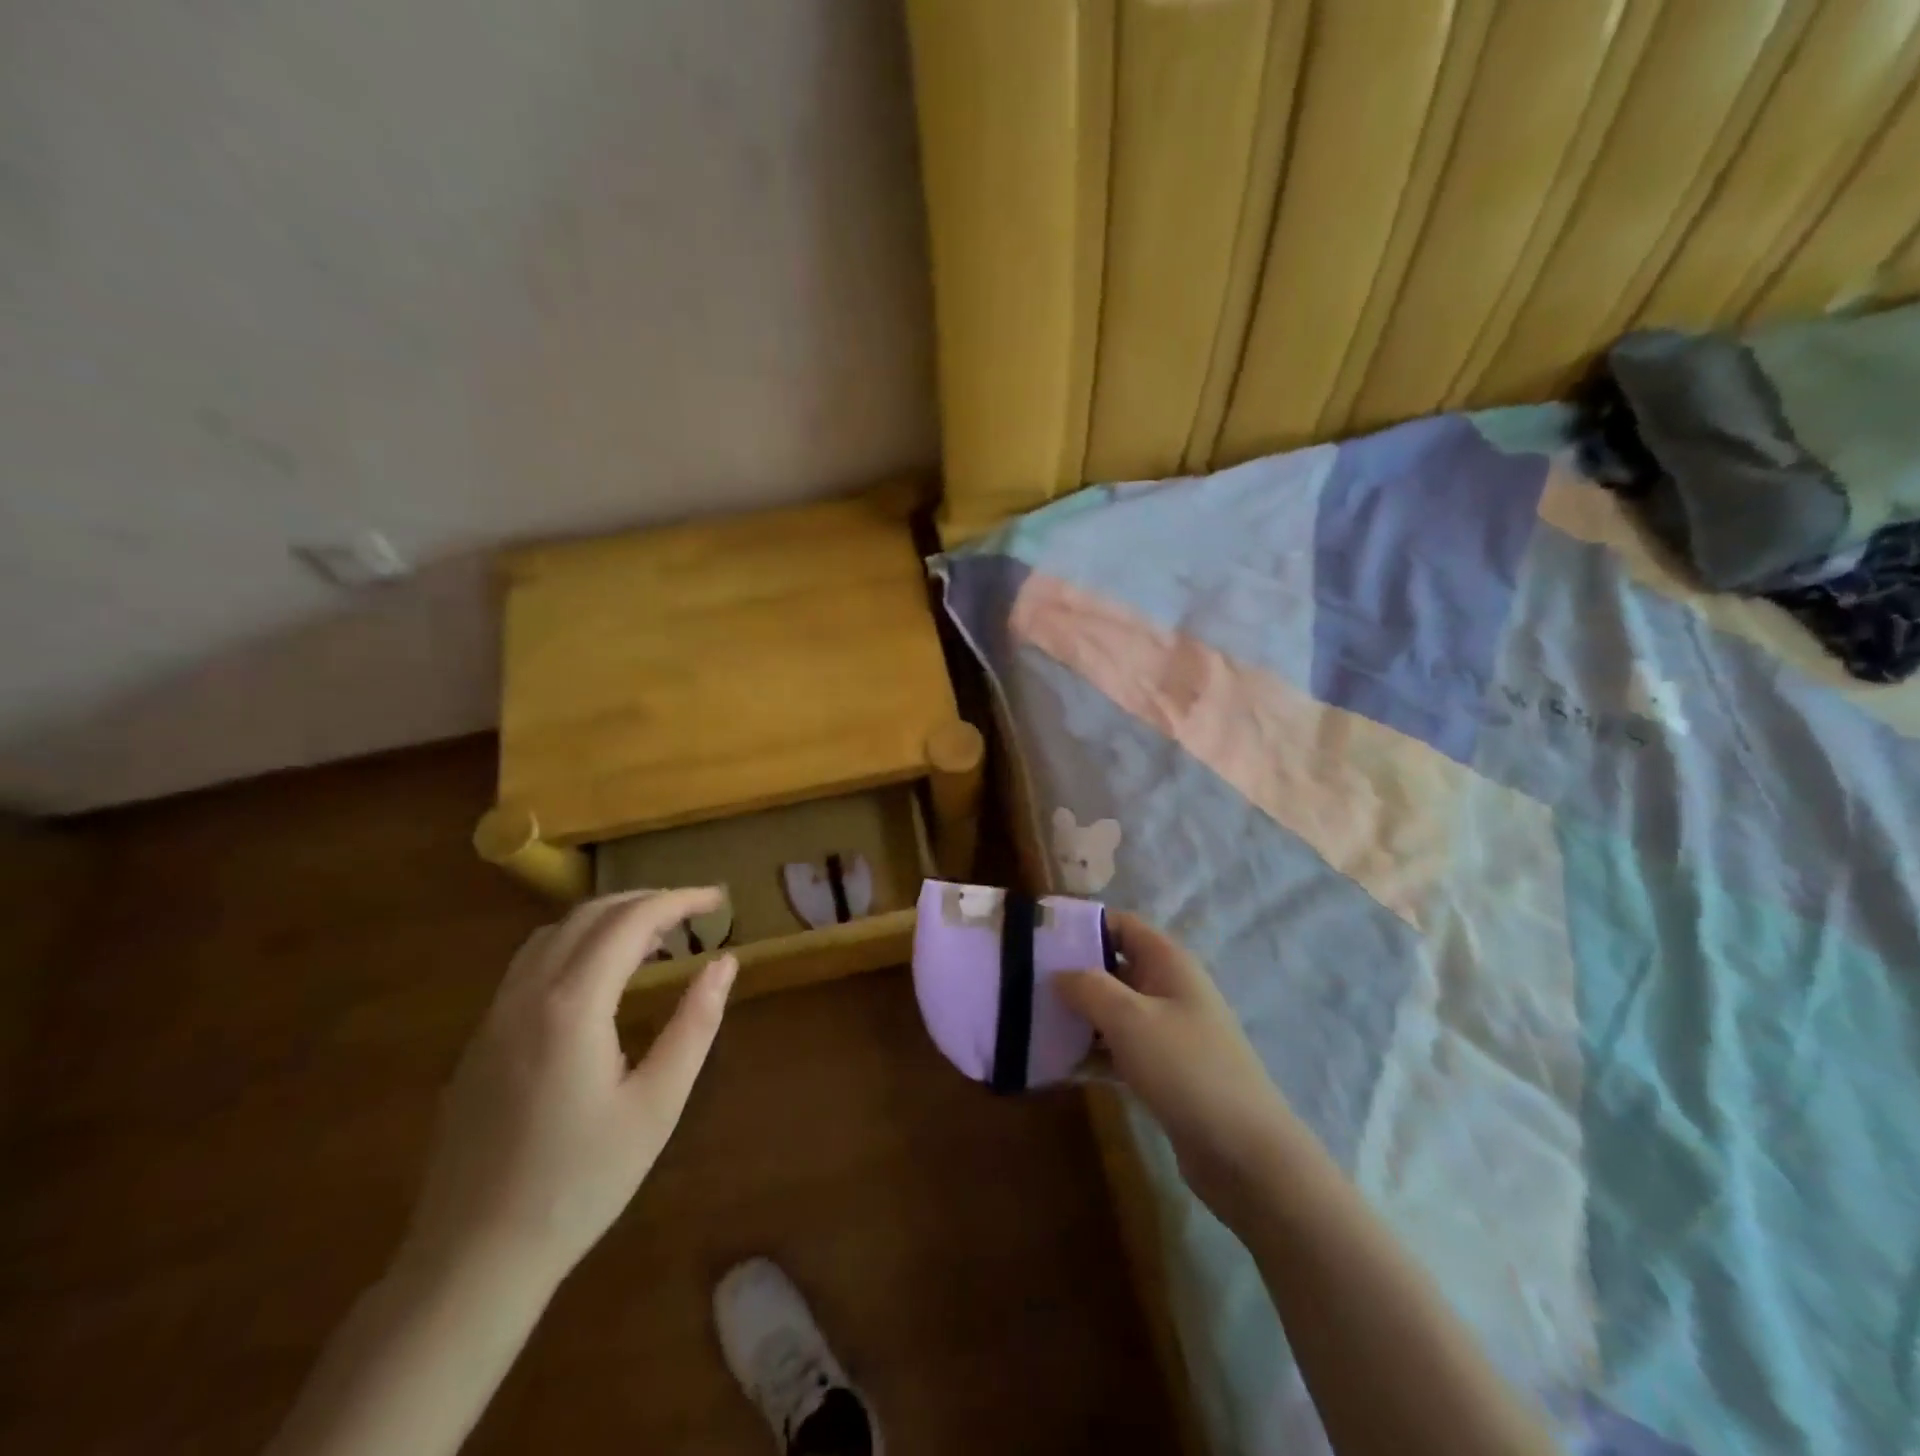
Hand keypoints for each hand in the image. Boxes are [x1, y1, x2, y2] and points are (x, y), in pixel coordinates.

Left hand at [403, 889, 736, 1289]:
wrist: (473, 1259)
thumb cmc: (580, 1183)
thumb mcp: (657, 1104)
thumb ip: (695, 1024)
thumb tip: (725, 962)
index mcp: (572, 1006)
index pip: (631, 922)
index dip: (679, 901)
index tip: (719, 899)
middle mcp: (527, 995)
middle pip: (589, 915)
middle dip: (647, 901)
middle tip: (694, 912)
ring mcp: (494, 1016)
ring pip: (554, 933)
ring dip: (608, 918)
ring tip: (655, 937)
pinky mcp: (480, 1040)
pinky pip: (531, 962)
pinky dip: (576, 944)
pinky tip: (601, 977)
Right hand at [1054, 913, 1291, 1226]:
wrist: (1245, 1154)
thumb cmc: (1187, 1068)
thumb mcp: (1130, 1019)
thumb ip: (1088, 987)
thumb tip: (1058, 973)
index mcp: (1167, 962)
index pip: (1120, 924)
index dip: (1081, 924)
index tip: (1038, 936)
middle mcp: (1168, 988)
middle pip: (1112, 966)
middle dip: (1071, 973)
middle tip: (1023, 982)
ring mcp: (1167, 1031)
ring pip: (1112, 1010)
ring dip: (1077, 1016)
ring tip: (1029, 1022)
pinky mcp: (1163, 1070)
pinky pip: (1118, 1048)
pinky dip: (1091, 1052)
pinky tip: (1056, 1065)